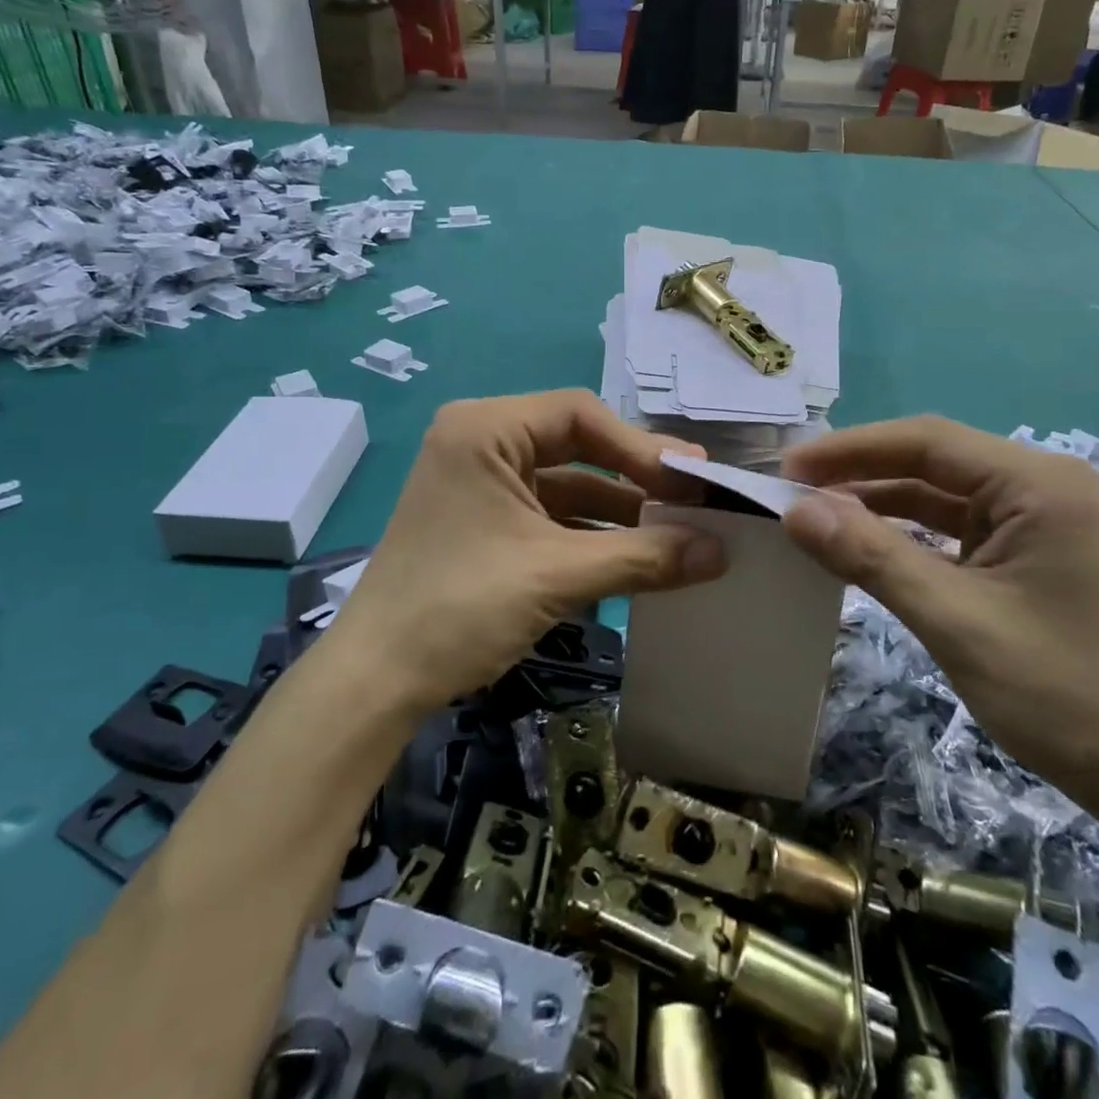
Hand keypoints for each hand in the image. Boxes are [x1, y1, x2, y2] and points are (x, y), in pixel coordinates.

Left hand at [326, 391, 726, 715]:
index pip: (579, 415)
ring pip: (567, 482)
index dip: (641, 446)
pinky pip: (550, 513)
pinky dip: (592, 532)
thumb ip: (644, 557)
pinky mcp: (484, 522)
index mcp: (484, 429)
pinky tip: (636, 554)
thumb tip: (722, 550)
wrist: (375, 682)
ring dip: (620, 509)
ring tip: (678, 531)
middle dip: (635, 476)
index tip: (691, 480)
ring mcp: (481, 483)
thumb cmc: (460, 607)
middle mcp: (480, 443)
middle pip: (576, 444)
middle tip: (695, 498)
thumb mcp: (558, 575)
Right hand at [780, 417, 1098, 826]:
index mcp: (1038, 483)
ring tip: (814, 516)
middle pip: (932, 461)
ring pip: (938, 495)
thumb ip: (871, 557)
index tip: (788, 468)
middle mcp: (1041, 487)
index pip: (927, 442)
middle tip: (791, 491)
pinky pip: (953, 530)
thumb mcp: (954, 621)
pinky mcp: (1027, 555)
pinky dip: (905, 536)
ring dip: (878, 504)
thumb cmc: (1062, 694)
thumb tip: (795, 511)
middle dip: (860, 473)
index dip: (851, 449)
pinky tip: (863, 545)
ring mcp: (1037, 521)